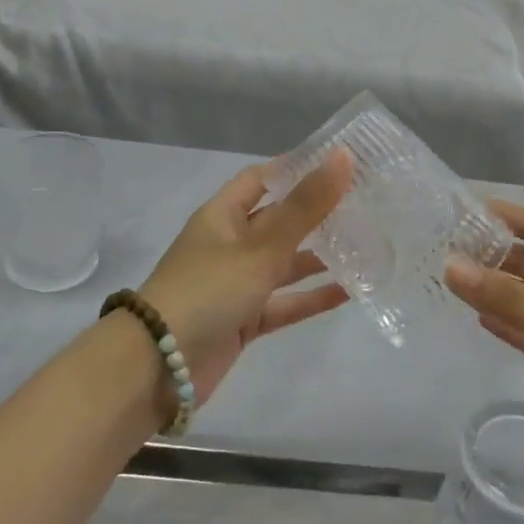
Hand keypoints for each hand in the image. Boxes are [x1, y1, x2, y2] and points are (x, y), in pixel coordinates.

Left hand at [139, 152, 354, 398]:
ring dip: (318, 256)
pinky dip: (311, 297)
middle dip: (315, 214)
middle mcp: (229, 245)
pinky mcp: (244, 320)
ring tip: (364, 245)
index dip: (294, 169)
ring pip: (283, 264)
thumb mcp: (260, 247)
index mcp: (222, 216)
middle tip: (362, 204)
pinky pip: (284, 303)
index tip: (337, 164)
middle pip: (277, 221)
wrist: (159, 366)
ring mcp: (236, 284)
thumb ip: (305, 206)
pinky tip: (350, 291)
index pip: (260, 179)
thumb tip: (343, 156)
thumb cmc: (208, 290)